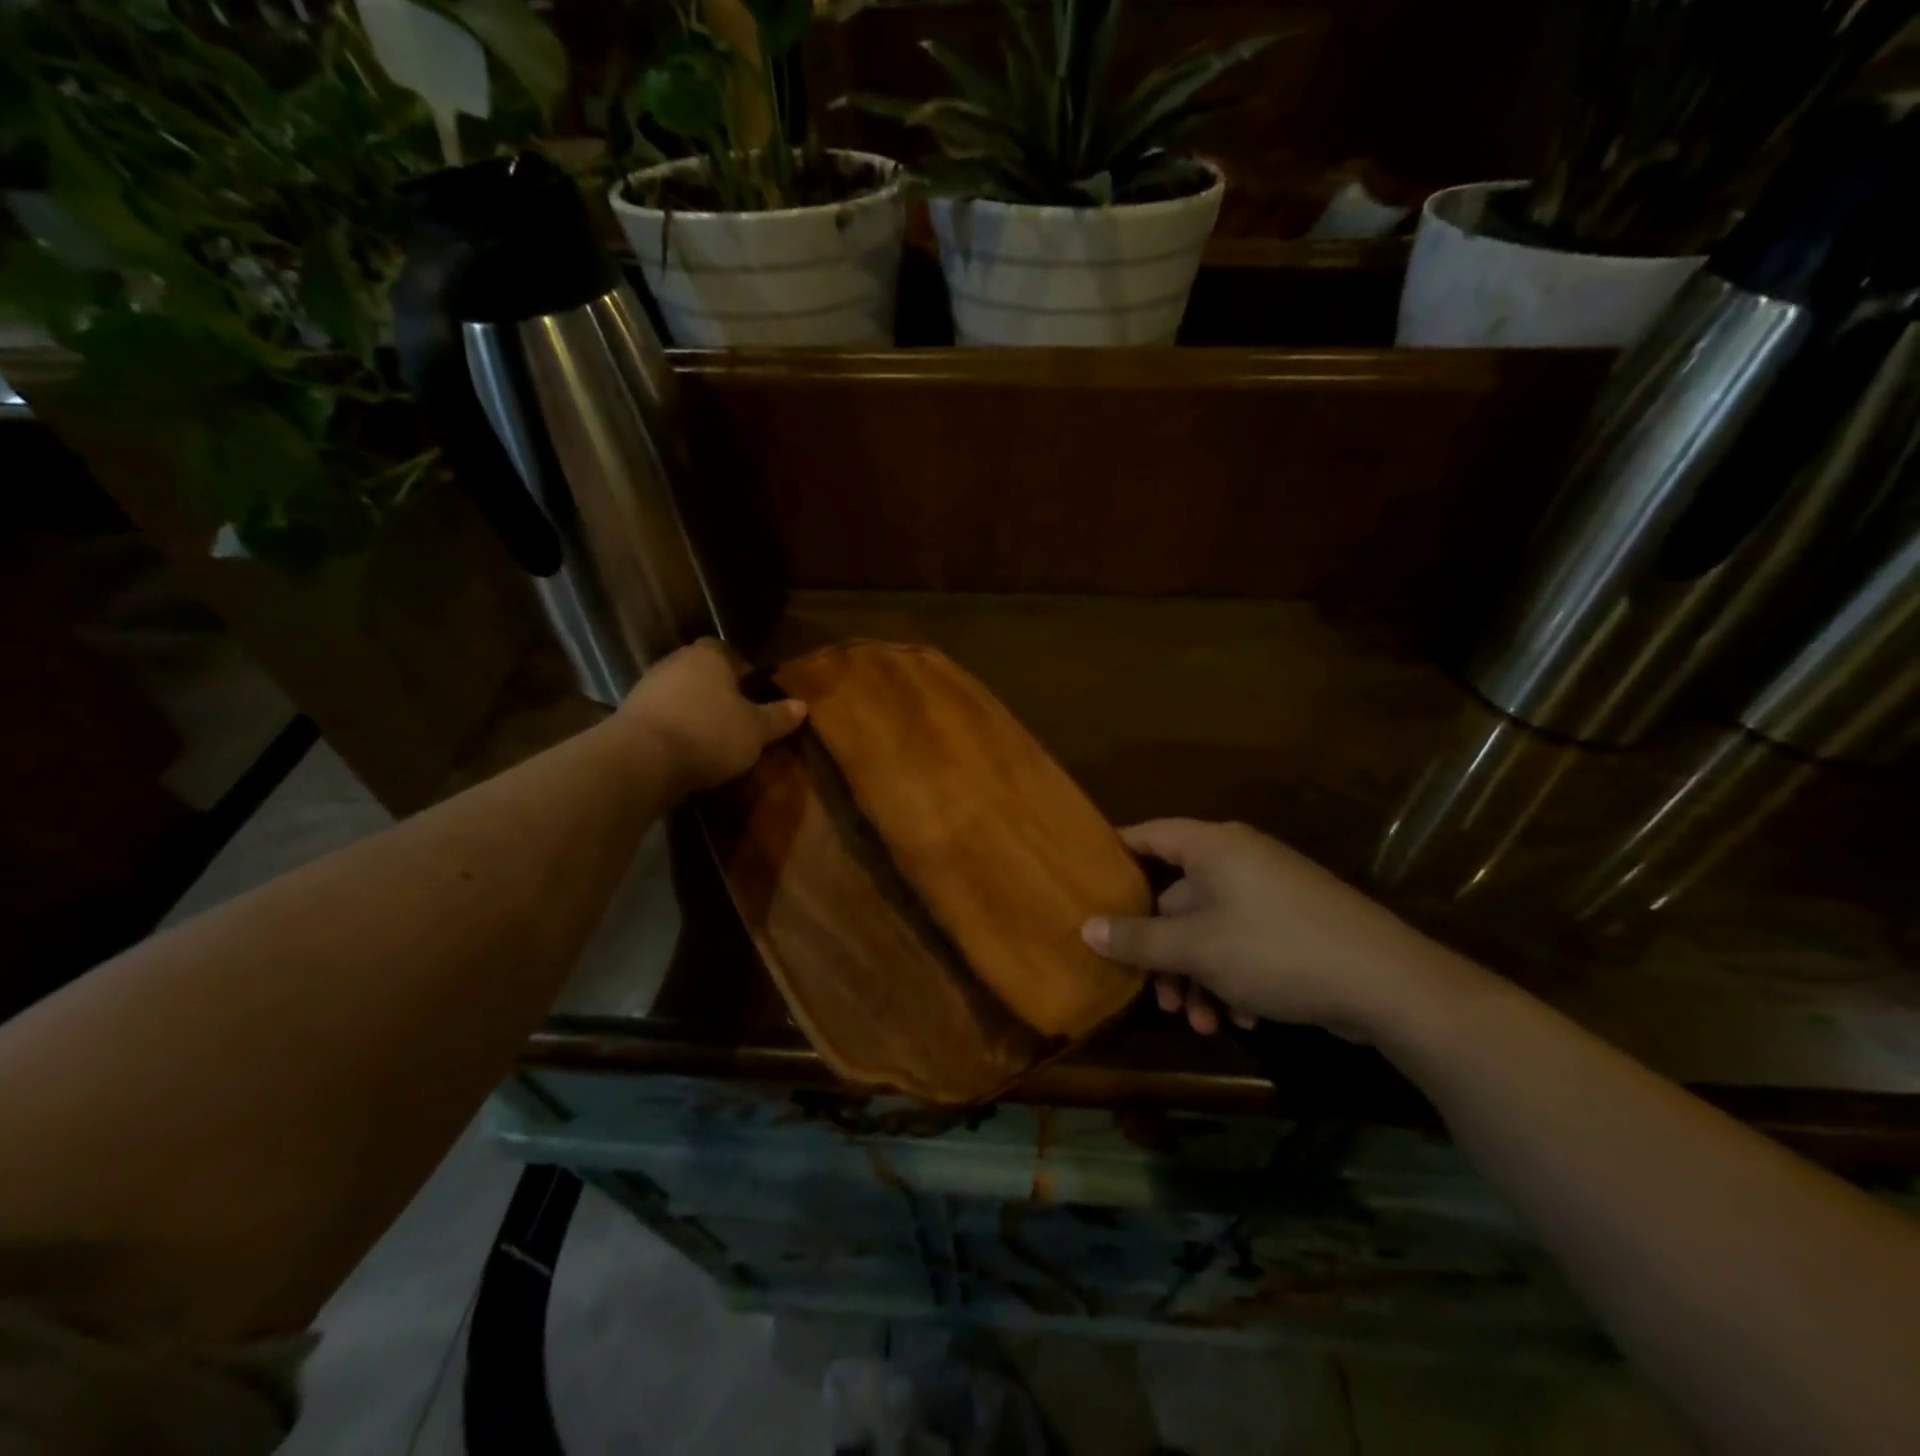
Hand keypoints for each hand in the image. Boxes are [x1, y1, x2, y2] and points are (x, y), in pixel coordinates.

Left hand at [616, 639, 806, 795]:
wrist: (642, 760)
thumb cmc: (709, 732)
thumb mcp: (756, 729)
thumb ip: (778, 717)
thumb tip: (802, 706)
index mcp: (708, 656)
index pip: (727, 651)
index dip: (742, 670)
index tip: (754, 692)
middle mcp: (675, 663)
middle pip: (702, 673)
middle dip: (719, 692)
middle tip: (739, 717)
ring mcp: (647, 689)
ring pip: (681, 696)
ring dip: (695, 713)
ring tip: (716, 740)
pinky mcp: (630, 718)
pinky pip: (663, 719)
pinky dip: (676, 731)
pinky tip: (689, 752)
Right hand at [1081, 819, 1468, 1042]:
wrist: (1388, 983)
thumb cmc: (1276, 950)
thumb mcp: (1197, 949)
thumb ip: (1138, 938)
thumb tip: (1085, 927)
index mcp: (1213, 848)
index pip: (1148, 835)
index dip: (1115, 855)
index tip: (1086, 884)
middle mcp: (1239, 860)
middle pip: (1178, 898)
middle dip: (1164, 952)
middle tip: (1156, 996)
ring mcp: (1269, 892)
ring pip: (1210, 929)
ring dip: (1198, 977)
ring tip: (1201, 1022)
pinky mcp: (1294, 925)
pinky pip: (1244, 943)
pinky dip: (1233, 978)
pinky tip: (1241, 1019)